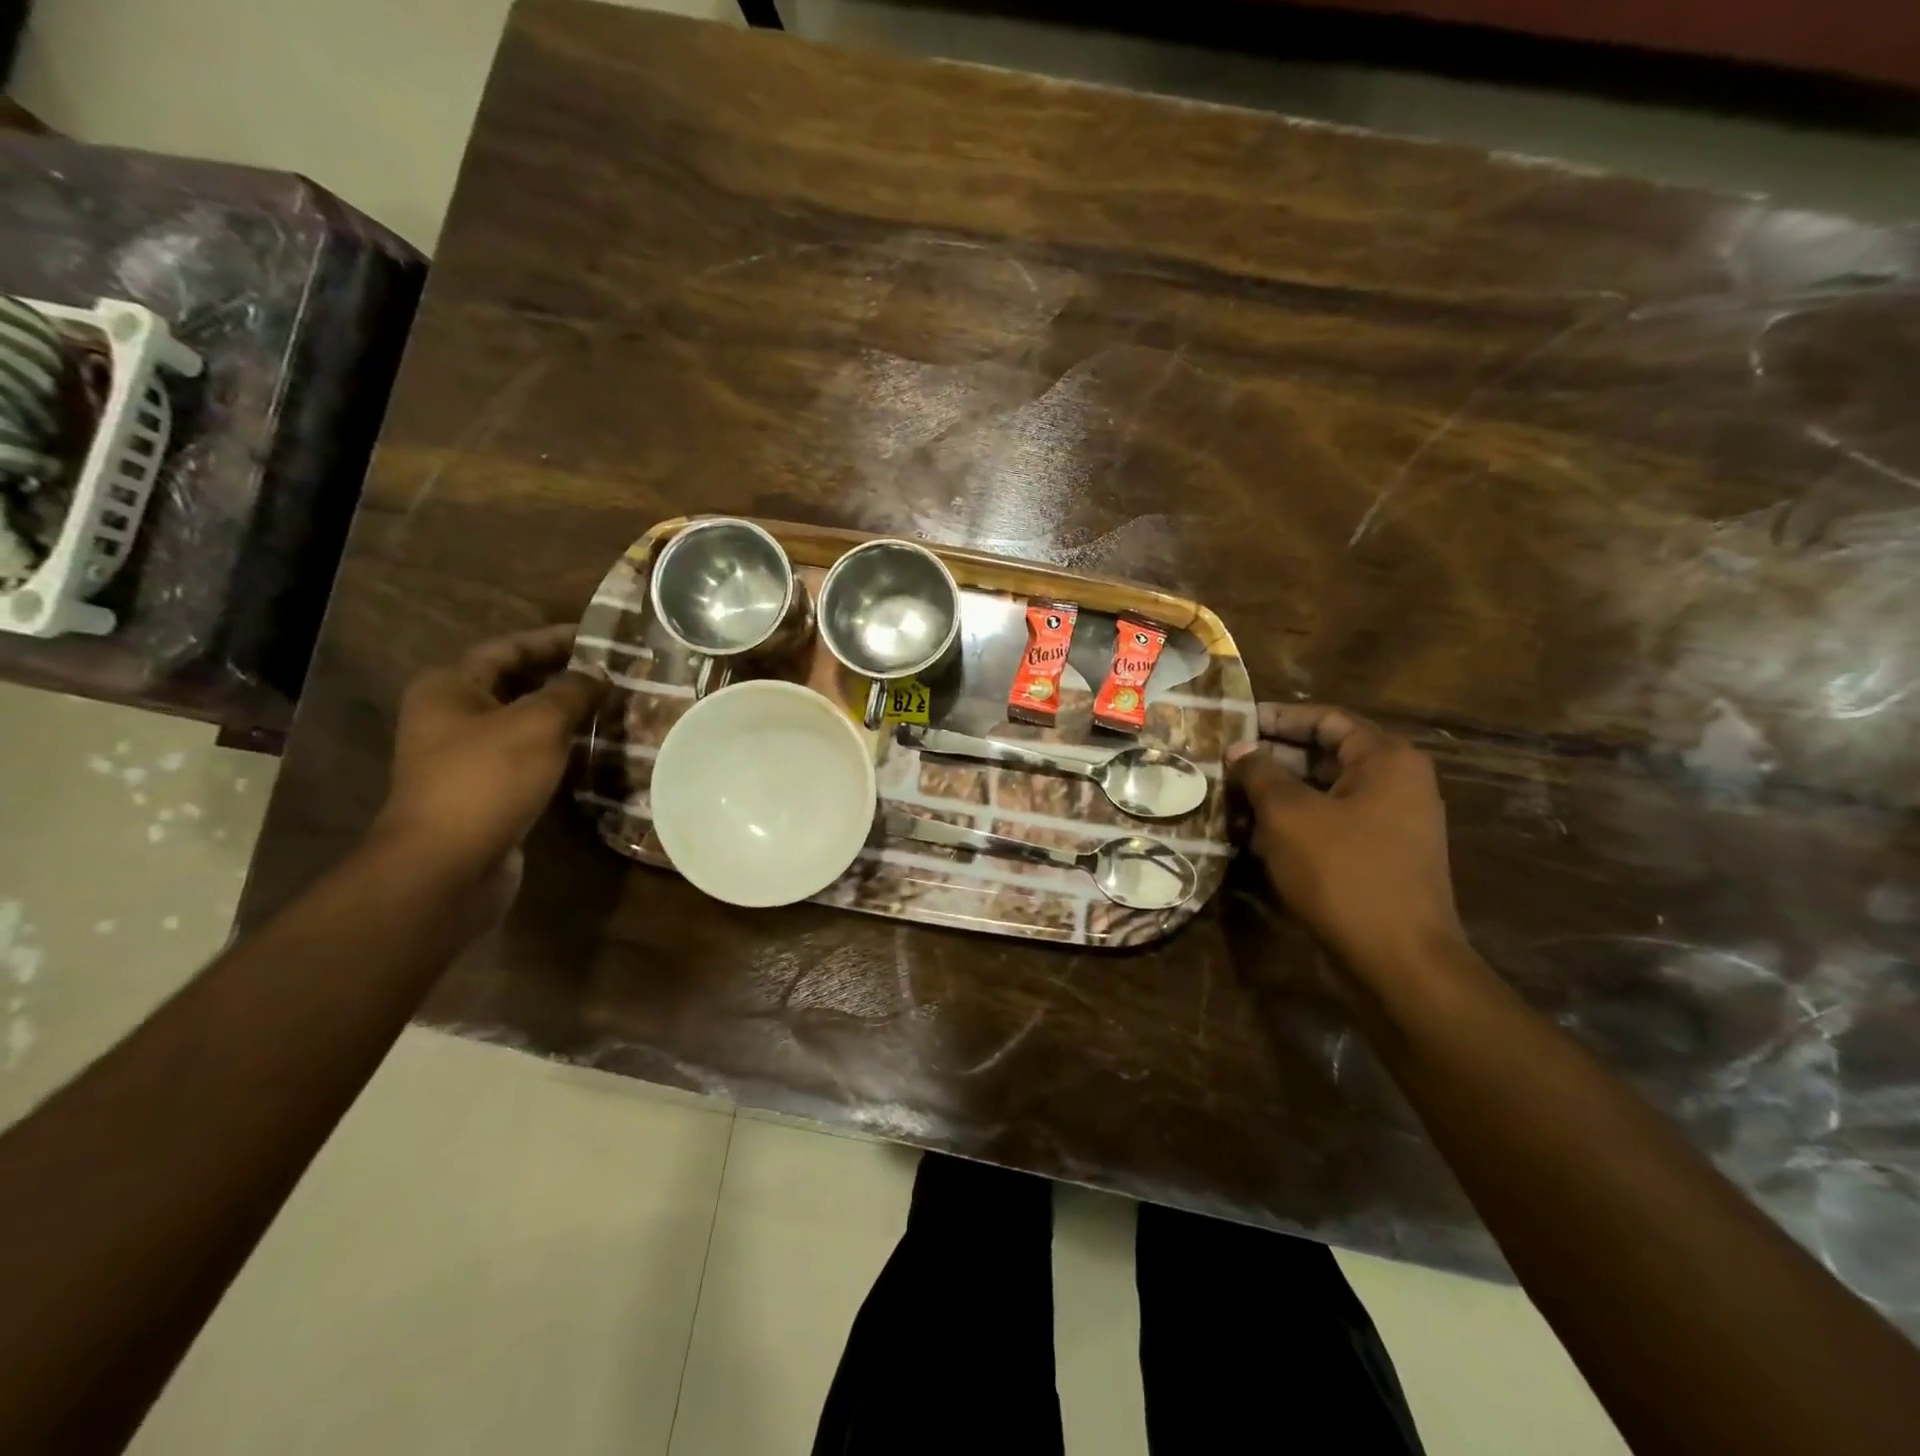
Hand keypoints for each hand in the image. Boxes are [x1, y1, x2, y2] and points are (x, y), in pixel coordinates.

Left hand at [369, 626, 607, 921]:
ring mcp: (465, 756)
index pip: (509, 648)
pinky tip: (593, 749)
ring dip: (565, 715)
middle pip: (515, 683)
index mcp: (450, 687)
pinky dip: (559, 748)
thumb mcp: (537, 724)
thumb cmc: (487, 780)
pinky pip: (528, 755)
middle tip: (613, 673)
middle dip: (563, 678)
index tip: (599, 638)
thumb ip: (571, 692)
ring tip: (612, 708)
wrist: (447, 866)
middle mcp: (451, 715)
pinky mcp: (485, 790)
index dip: (554, 640)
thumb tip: (598, 672)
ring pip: (524, 722)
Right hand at [1227, 703, 1466, 982]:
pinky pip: (1329, 825)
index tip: (1234, 722)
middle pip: (1324, 755)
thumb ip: (1260, 774)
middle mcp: (1395, 784)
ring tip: (1228, 798)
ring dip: (1276, 795)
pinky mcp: (1377, 857)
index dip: (1277, 717)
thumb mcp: (1289, 815)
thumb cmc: (1343, 872)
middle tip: (1223, 763)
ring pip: (1322, 794)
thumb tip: (1239, 749)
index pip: (1326, 720)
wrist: (1398, 960)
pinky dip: (1292, 825)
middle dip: (1271, 759)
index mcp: (1386, 760)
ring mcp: (1389, 824)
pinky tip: (1250, 836)